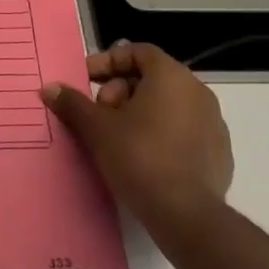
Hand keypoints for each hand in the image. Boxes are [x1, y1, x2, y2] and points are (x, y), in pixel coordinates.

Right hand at [43, 40, 232, 251]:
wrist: (187, 216)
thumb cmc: (139, 158)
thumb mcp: (97, 129)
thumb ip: (73, 103)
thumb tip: (49, 88)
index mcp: (172, 76)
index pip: (138, 52)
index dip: (108, 62)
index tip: (87, 80)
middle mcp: (197, 92)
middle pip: (151, 78)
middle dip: (120, 92)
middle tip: (100, 115)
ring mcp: (213, 123)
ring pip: (168, 105)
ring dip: (139, 114)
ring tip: (117, 139)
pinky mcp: (219, 153)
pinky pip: (183, 131)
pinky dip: (161, 134)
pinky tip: (144, 159)